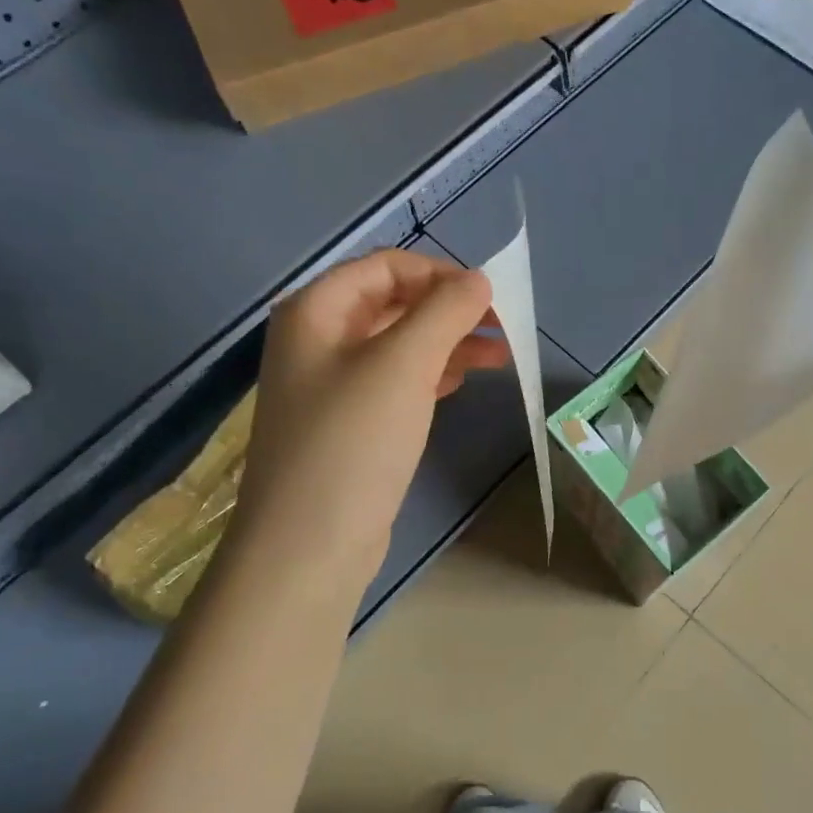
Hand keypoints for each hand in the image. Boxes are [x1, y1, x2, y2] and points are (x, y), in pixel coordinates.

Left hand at [228, 249, 510, 602]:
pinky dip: (430, 375)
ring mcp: (331, 385)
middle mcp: (318, 340)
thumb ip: (444, 312)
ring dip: (448, 343)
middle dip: (450, 311)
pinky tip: (460, 381)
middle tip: (503, 329)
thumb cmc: (353, 442)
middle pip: (393, 304)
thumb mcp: (403, 365)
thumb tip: (478, 280)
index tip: (490, 298)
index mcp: (316, 311)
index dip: (440, 274)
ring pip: (398, 345)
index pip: (386, 267)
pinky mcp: (349, 424)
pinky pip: (394, 382)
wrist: (309, 545)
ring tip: (500, 355)